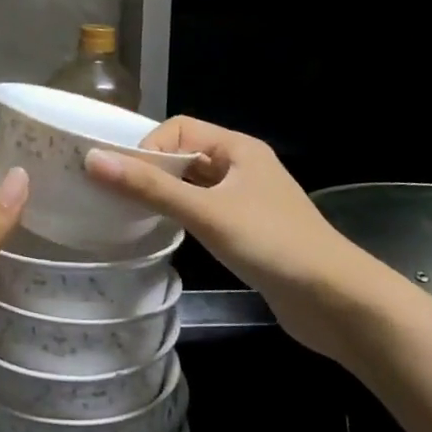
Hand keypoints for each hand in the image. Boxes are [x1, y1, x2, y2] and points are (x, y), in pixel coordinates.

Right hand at [85, 117, 358, 349]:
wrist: (338, 304)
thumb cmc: (272, 244)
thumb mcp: (206, 212)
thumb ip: (150, 187)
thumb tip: (93, 159)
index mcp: (237, 147)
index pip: (179, 127)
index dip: (150, 149)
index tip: (130, 181)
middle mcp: (242, 166)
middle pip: (185, 154)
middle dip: (154, 172)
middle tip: (122, 198)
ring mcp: (248, 199)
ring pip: (194, 185)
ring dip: (168, 195)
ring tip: (138, 217)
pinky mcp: (250, 231)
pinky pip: (206, 210)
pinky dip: (185, 217)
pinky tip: (170, 236)